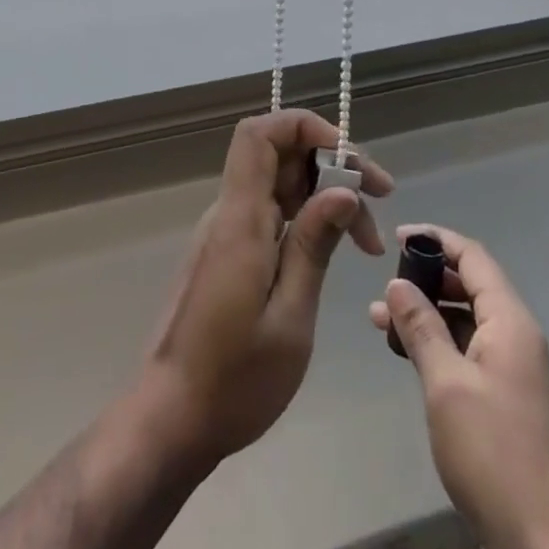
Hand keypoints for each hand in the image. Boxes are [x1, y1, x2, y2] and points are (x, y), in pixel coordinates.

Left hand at [139, 110, 392, 467]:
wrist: (170, 421)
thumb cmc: (234, 380)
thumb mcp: (289, 318)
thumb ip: (314, 246)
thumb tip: (344, 189)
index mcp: (240, 220)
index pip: (260, 134)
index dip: (305, 127)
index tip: (350, 159)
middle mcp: (229, 213)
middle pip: (276, 153)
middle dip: (330, 163)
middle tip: (378, 198)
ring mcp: (225, 233)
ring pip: (277, 183)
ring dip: (323, 195)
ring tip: (365, 239)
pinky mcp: (227, 253)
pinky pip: (269, 212)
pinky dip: (305, 218)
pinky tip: (332, 249)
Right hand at [370, 226, 548, 548]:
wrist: (544, 543)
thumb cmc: (492, 453)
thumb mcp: (445, 384)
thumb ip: (421, 328)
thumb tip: (397, 285)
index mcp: (510, 322)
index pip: (473, 258)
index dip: (436, 240)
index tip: (398, 237)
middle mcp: (519, 337)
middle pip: (472, 286)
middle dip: (428, 280)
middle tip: (386, 285)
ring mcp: (517, 369)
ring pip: (468, 320)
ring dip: (429, 315)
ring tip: (382, 320)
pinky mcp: (511, 398)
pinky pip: (472, 350)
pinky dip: (442, 343)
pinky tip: (411, 355)